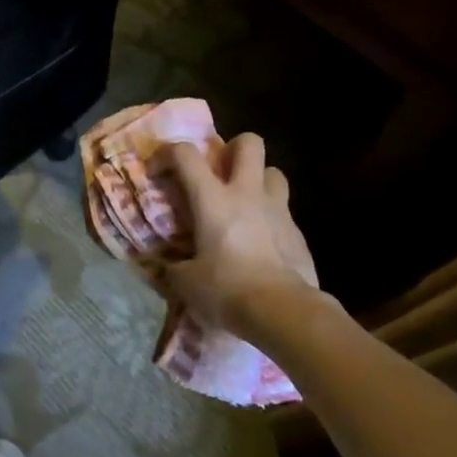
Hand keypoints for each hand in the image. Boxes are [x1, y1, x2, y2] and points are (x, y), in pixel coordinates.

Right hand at [152, 133, 325, 341]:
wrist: (284, 313)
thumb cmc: (228, 289)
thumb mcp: (187, 283)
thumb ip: (173, 268)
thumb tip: (165, 267)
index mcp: (212, 199)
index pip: (185, 154)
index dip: (167, 154)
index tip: (158, 173)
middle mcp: (247, 194)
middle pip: (249, 143)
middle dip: (233, 148)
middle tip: (220, 172)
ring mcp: (278, 210)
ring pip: (274, 172)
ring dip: (259, 180)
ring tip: (246, 203)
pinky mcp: (298, 233)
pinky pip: (285, 212)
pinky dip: (272, 218)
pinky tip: (264, 243)